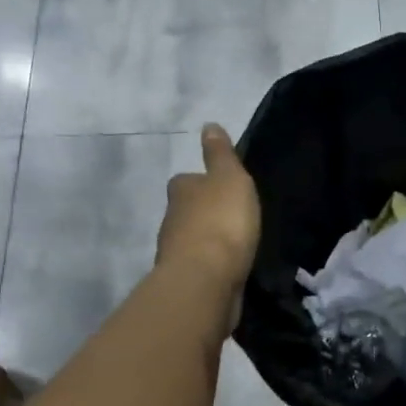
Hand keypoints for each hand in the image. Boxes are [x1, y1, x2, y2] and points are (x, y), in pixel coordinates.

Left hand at [157, 124, 261, 305]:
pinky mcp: (186, 280)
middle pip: (186, 210)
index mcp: (181, 191)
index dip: (201, 181)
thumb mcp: (229, 178)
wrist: (205, 280)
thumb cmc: (221, 221)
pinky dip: (211, 264)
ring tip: (233, 242)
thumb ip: (220, 155)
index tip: (218, 186)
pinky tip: (228, 266)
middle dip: (203, 212)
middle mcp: (171, 219)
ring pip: (191, 239)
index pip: (186, 180)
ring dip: (207, 240)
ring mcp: (175, 253)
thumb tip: (208, 125)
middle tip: (230, 215)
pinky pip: (200, 265)